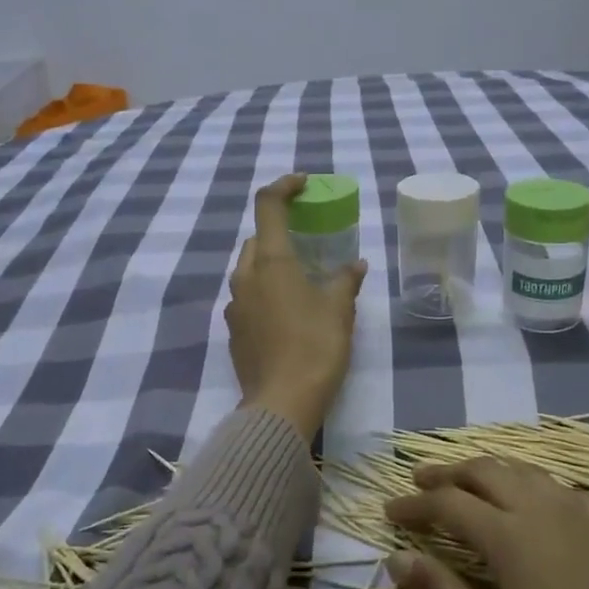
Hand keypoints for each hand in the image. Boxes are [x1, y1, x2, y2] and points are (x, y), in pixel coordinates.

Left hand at [225, 176, 366, 439]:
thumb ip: (345, 280)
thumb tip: (355, 265)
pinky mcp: (233, 330)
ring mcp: (234, 305)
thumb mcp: (339, 310)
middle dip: (279, 230)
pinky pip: (247, 297)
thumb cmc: (315, 347)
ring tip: (301, 277)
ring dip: (271, 263)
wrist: (281, 404)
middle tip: (308, 239)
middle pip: (256, 239)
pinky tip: (288, 311)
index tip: (303, 184)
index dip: (284, 187)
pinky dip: (265, 290)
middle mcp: (245, 277)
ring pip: (249, 269)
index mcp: (271, 262)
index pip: (267, 205)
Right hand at [384, 456, 588, 588]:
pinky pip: (560, 487)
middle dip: (447, 473)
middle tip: (419, 482)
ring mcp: (587, 516)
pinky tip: (533, 502)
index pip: (448, 504)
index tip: (389, 514)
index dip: (414, 506)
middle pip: (486, 472)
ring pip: (526, 472)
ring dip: (488, 470)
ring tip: (467, 481)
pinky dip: (529, 483)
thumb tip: (397, 560)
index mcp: (511, 537)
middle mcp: (545, 510)